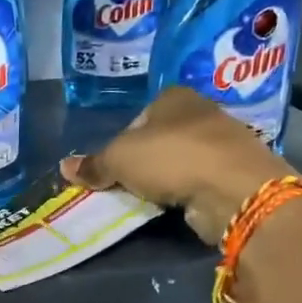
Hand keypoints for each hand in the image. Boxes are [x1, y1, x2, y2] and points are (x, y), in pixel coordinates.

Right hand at [61, 87, 289, 245]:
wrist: (234, 188)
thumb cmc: (171, 159)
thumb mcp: (119, 160)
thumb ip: (94, 164)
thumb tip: (64, 167)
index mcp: (174, 97)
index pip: (139, 117)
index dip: (123, 141)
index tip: (116, 167)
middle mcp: (202, 112)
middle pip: (162, 138)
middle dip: (146, 161)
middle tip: (130, 185)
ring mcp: (224, 142)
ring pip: (183, 160)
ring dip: (169, 178)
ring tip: (153, 199)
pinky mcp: (237, 171)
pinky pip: (201, 180)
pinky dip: (189, 192)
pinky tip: (180, 205)